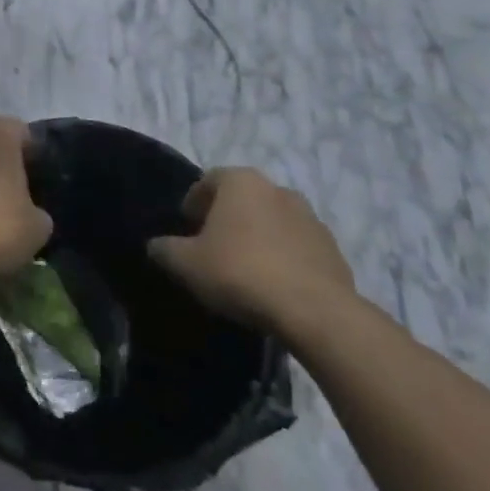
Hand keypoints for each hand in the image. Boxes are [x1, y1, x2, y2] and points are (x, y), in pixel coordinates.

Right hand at [147, 169, 355, 334]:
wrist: (313, 310)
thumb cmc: (240, 272)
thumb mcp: (185, 263)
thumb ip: (165, 249)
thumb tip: (157, 246)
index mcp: (241, 182)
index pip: (208, 180)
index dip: (193, 202)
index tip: (186, 227)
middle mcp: (278, 189)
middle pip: (243, 198)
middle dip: (226, 218)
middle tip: (211, 247)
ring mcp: (311, 218)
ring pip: (272, 221)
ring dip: (257, 236)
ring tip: (244, 268)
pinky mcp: (332, 248)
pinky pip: (296, 246)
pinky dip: (282, 257)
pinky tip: (272, 284)